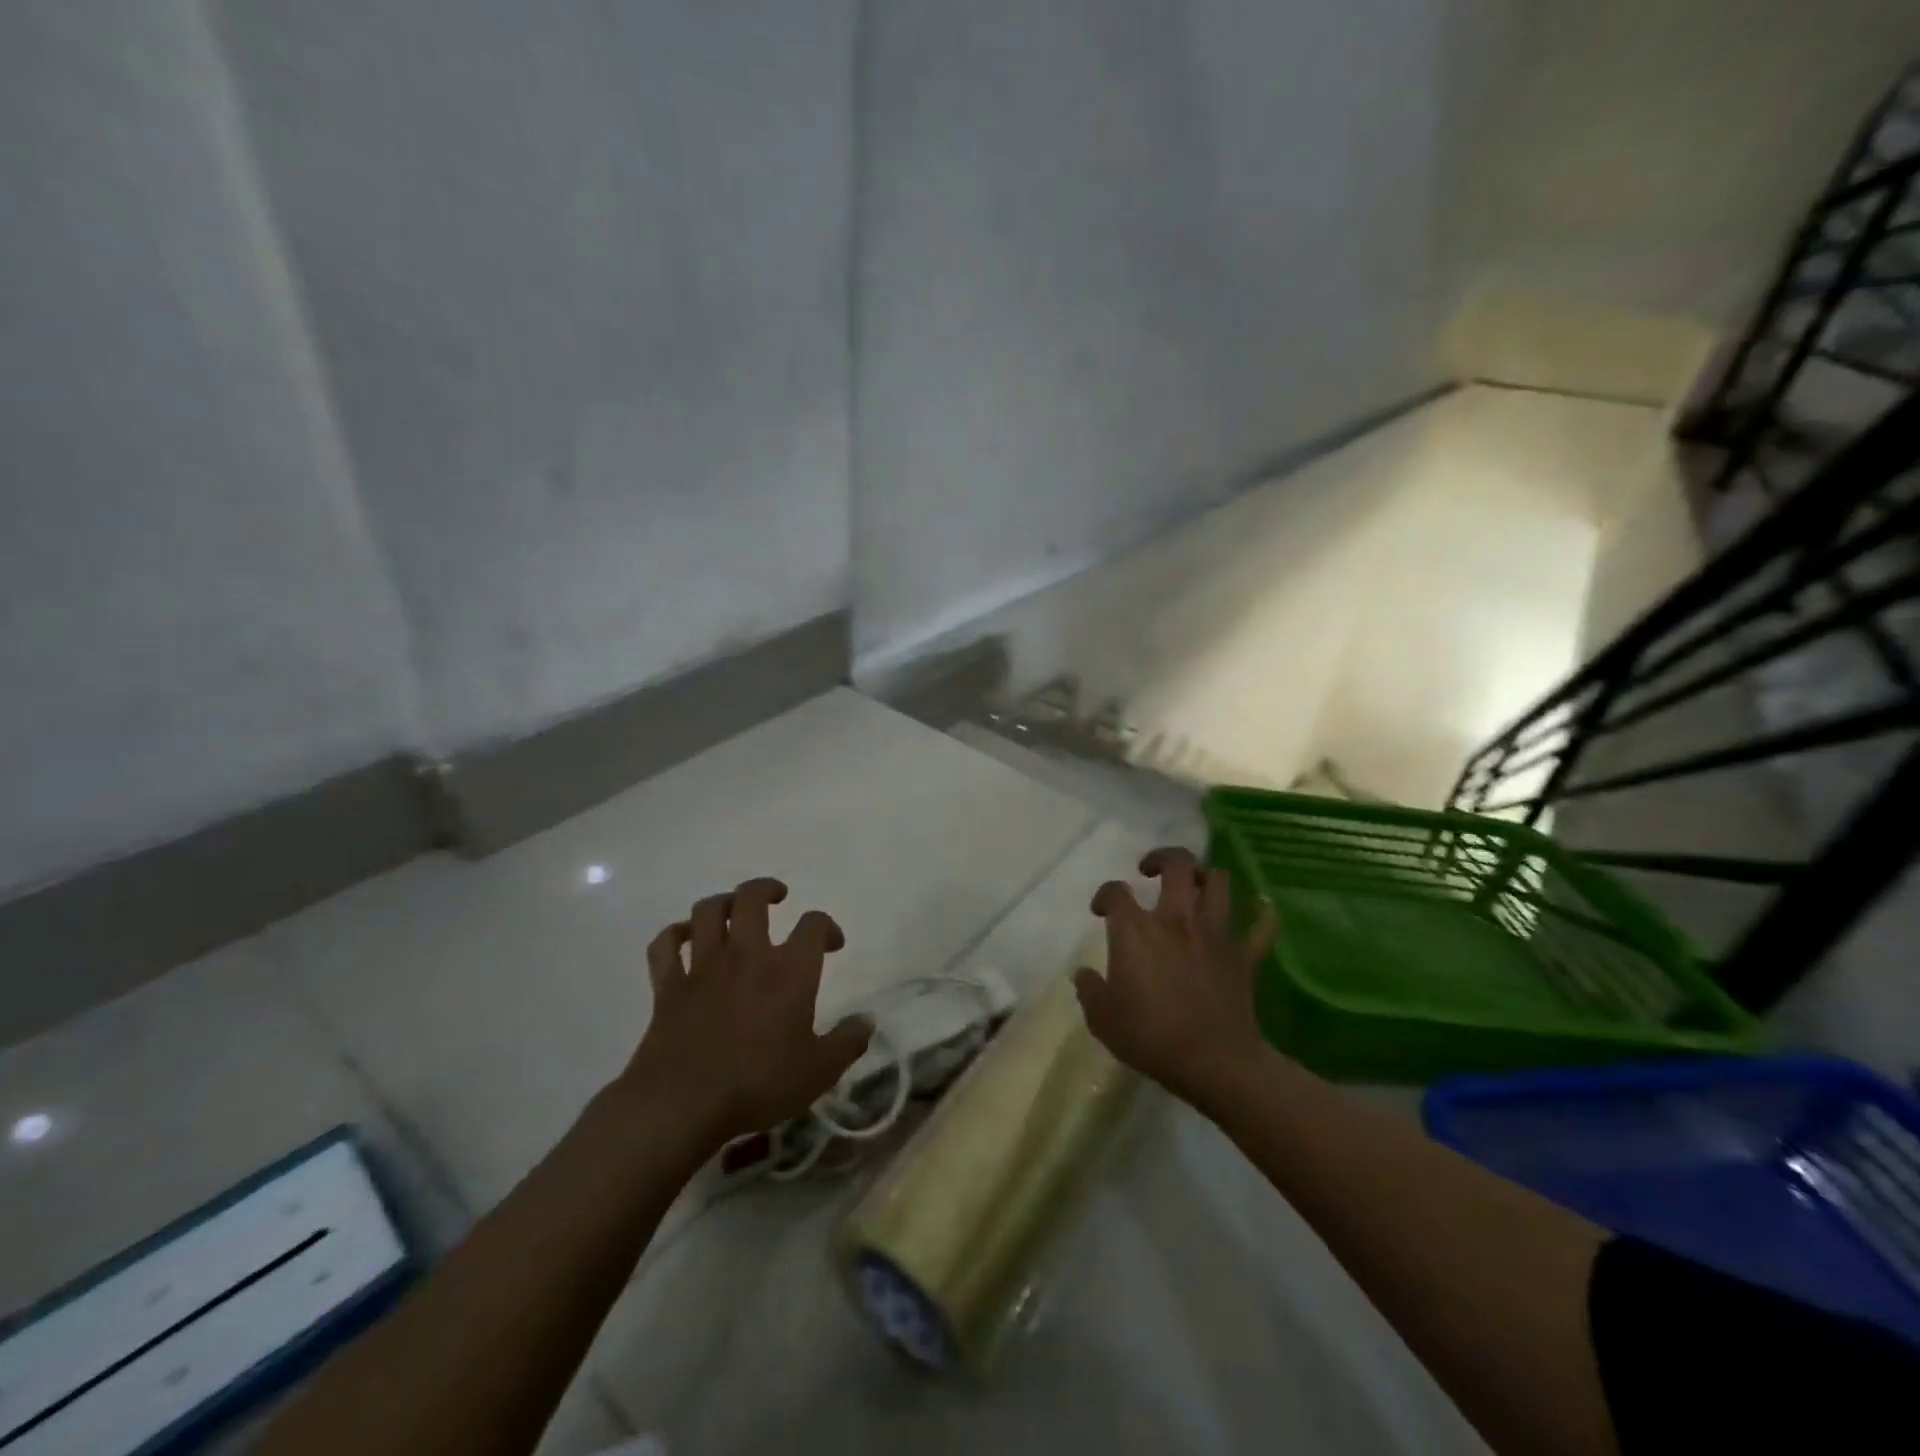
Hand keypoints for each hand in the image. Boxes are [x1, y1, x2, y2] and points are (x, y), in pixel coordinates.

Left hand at [619, 877, 872, 1145]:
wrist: (682, 1104)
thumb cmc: (758, 1085)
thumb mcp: (819, 1071)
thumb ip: (848, 1042)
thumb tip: (868, 1019)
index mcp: (789, 970)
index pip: (814, 925)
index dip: (827, 927)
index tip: (832, 944)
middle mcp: (747, 955)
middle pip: (751, 898)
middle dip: (767, 889)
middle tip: (778, 897)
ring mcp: (703, 966)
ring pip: (707, 911)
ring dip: (722, 902)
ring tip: (733, 909)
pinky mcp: (668, 986)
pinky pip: (665, 945)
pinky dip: (674, 934)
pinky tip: (684, 937)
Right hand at [1072, 846, 1278, 1112]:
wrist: (1213, 1061)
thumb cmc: (1150, 1036)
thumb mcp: (1102, 1019)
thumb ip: (1090, 990)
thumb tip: (1083, 975)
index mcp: (1136, 930)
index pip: (1115, 891)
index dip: (1104, 895)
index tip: (1101, 911)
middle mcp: (1176, 918)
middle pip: (1176, 864)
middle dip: (1162, 858)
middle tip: (1151, 872)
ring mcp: (1215, 932)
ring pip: (1218, 882)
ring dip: (1205, 878)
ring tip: (1194, 889)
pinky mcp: (1244, 954)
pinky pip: (1261, 926)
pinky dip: (1262, 914)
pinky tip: (1260, 909)